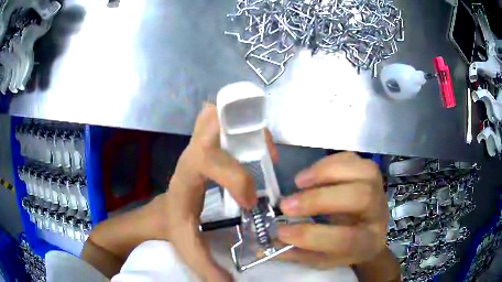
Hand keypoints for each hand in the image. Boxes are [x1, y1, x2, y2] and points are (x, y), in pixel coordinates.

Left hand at [164, 105, 277, 281]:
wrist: (160, 212)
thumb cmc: (173, 225)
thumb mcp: (188, 247)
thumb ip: (208, 268)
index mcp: (187, 176)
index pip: (208, 160)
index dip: (235, 176)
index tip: (250, 200)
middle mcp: (192, 153)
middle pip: (209, 119)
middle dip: (239, 129)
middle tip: (261, 154)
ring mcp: (198, 144)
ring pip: (214, 114)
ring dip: (241, 123)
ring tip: (260, 148)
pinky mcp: (205, 144)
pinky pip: (219, 120)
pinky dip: (237, 124)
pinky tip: (251, 148)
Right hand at [277, 152, 388, 268]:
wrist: (369, 231)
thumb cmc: (345, 249)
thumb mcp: (322, 259)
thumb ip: (297, 253)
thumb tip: (264, 245)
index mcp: (368, 243)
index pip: (347, 239)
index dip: (312, 235)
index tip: (281, 231)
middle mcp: (379, 213)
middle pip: (360, 197)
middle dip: (319, 199)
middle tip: (287, 205)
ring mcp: (379, 188)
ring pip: (362, 171)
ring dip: (325, 173)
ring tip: (298, 183)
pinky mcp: (370, 172)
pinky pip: (352, 158)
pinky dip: (328, 162)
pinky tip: (309, 175)